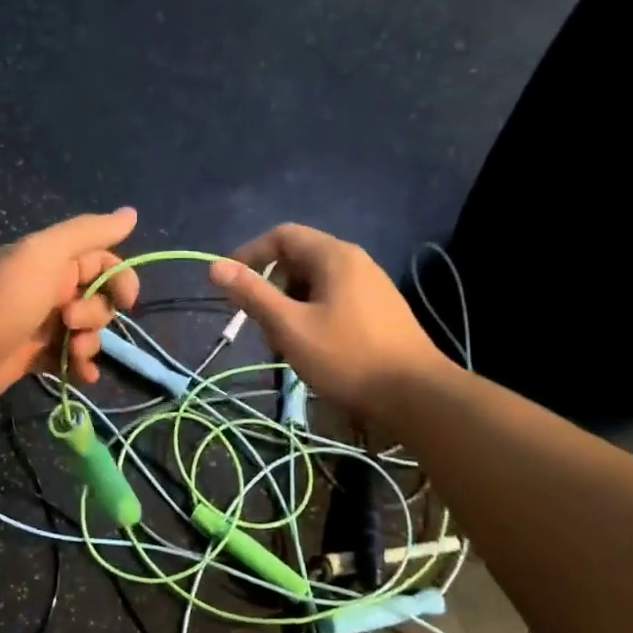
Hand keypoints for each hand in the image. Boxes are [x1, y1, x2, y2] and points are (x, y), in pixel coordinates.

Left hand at [0, 209, 141, 404]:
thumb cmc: (3, 298)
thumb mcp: (45, 254)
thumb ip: (88, 232)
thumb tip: (132, 213)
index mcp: (54, 261)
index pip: (104, 263)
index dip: (120, 280)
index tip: (126, 300)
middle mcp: (51, 289)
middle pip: (98, 300)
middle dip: (96, 315)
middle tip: (69, 322)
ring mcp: (43, 325)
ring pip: (87, 332)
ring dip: (90, 344)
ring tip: (71, 353)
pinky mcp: (35, 357)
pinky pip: (70, 359)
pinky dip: (81, 367)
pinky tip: (82, 376)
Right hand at [208, 223, 452, 411]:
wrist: (417, 395)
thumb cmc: (348, 357)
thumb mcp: (290, 326)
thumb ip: (252, 294)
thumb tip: (214, 266)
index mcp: (334, 256)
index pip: (282, 236)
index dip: (250, 254)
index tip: (230, 284)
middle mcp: (355, 261)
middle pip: (298, 259)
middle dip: (271, 287)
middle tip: (261, 324)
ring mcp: (371, 286)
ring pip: (315, 283)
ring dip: (290, 306)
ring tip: (285, 343)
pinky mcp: (380, 310)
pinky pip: (334, 299)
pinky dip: (312, 315)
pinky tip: (313, 349)